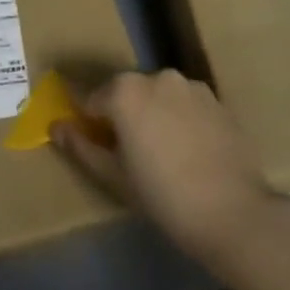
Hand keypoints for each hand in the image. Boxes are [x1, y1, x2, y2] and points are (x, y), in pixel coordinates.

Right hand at [52, 69, 277, 265]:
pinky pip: (184, 104)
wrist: (234, 213)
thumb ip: (81, 146)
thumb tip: (56, 126)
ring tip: (162, 154)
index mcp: (124, 91)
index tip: (90, 143)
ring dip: (151, 114)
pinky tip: (187, 151)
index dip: (87, 121)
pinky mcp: (216, 99)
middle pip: (125, 93)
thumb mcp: (113, 176)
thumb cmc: (163, 197)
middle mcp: (156, 76)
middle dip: (121, 115)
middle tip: (127, 155)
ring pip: (157, 96)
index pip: (91, 99)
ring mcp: (190, 85)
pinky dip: (178, 118)